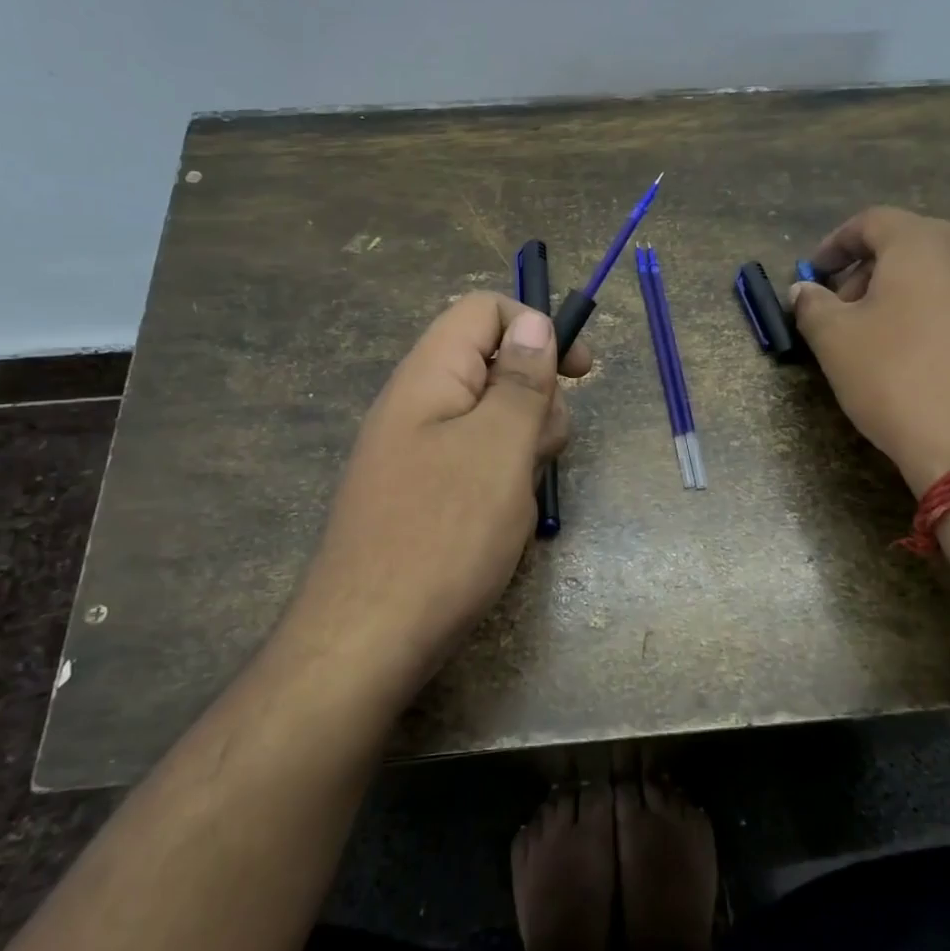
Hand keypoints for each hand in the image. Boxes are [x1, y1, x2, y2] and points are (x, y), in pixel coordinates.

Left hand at [286, 292, 590, 692]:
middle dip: (536, 401)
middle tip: (538, 453)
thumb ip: (521, 380)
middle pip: (494, 366)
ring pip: (492, 420)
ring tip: (517, 497)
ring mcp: (418, 451)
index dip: (537, 328)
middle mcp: (418, 403)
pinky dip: (502, 481)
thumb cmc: (443, 534)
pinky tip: (502, 522)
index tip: (580, 374)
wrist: (369, 639)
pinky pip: (476, 463)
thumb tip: (534, 322)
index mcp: (429, 375)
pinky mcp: (424, 492)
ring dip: (522, 448)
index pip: (484, 311)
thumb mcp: (499, 448)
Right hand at [791, 207, 949, 494]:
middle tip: (845, 308)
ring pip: (948, 275)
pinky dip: (944, 318)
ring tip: (885, 337)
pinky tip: (930, 361)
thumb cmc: (897, 380)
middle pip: (914, 243)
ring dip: (909, 293)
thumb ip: (812, 306)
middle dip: (871, 270)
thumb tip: (804, 291)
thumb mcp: (835, 342)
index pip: (872, 221)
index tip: (814, 273)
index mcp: (924, 244)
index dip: (835, 243)